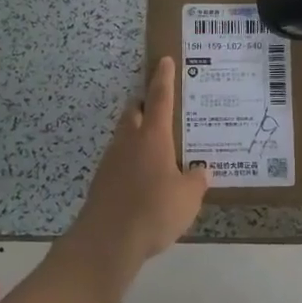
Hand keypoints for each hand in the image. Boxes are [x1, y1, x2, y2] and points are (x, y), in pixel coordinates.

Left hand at [72, 57, 209, 268]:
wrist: (107, 241)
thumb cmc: (153, 211)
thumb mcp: (188, 198)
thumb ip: (196, 180)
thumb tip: (200, 170)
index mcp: (153, 137)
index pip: (160, 99)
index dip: (164, 78)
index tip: (164, 61)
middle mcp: (129, 142)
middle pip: (134, 113)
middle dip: (145, 106)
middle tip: (161, 109)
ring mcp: (111, 161)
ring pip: (124, 136)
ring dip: (137, 135)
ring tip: (157, 148)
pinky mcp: (101, 182)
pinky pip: (119, 161)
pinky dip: (131, 161)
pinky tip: (143, 179)